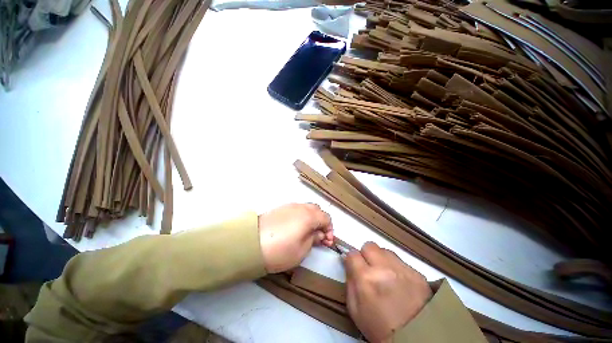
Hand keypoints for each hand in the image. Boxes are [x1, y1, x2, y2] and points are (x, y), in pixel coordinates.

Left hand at [258, 203, 333, 272]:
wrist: (251, 244)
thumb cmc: (280, 250)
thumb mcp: (302, 250)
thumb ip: (314, 239)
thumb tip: (319, 233)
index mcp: (309, 216)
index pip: (326, 217)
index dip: (330, 229)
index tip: (327, 241)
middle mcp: (300, 207)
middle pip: (317, 210)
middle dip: (321, 222)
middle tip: (318, 236)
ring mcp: (289, 206)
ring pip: (306, 208)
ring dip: (311, 218)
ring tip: (307, 232)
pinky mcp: (280, 208)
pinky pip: (296, 209)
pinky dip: (301, 216)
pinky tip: (296, 227)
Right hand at [344, 242, 431, 342]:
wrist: (416, 339)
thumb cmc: (379, 327)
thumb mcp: (355, 309)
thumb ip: (350, 282)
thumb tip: (349, 264)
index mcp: (365, 278)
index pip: (352, 253)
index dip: (351, 259)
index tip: (354, 266)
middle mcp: (383, 268)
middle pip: (369, 246)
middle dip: (366, 255)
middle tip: (370, 268)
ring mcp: (402, 269)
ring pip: (385, 251)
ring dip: (382, 260)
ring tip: (386, 275)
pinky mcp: (417, 273)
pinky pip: (400, 261)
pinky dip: (396, 267)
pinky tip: (399, 282)